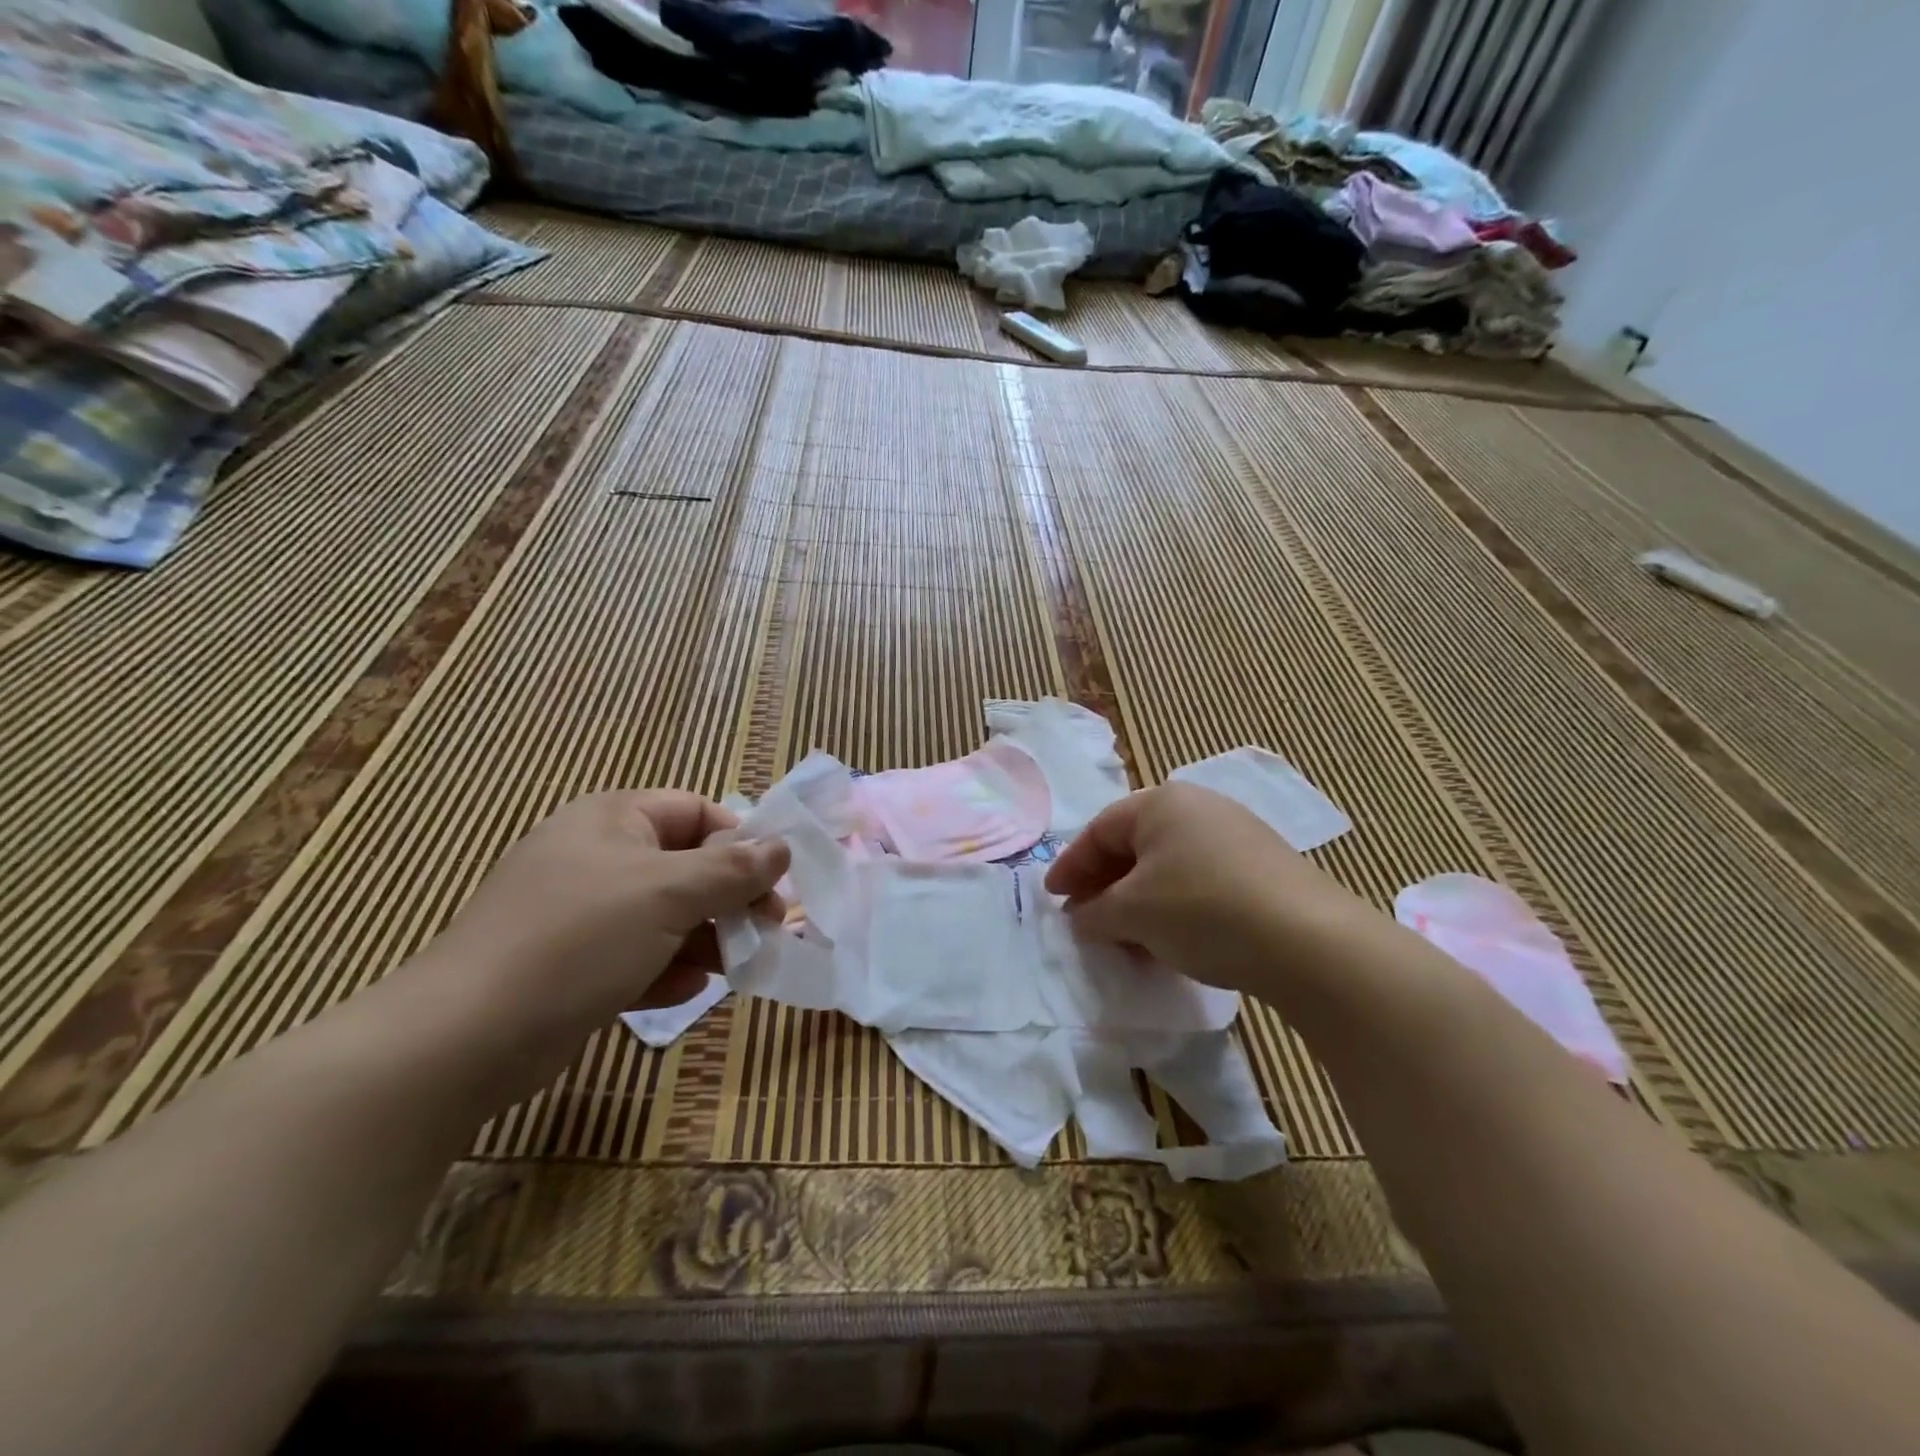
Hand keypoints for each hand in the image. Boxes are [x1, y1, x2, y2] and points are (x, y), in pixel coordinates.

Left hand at [426, 790, 788, 1050]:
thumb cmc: (578, 940)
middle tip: (762, 932)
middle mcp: (596, 856)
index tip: (771, 886)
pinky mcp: (569, 962)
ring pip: (664, 915)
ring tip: (730, 967)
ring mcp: (580, 911)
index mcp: (614, 819)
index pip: (697, 812)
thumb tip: (782, 847)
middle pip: (685, 866)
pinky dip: (664, 969)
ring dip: (702, 939)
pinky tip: (681, 992)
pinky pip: (635, 953)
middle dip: (727, 900)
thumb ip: (733, 869)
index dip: (739, 844)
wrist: (464, 1038)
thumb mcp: (668, 894)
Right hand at [1043, 783, 1363, 997]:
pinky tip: (1170, 940)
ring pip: (1168, 866)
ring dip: (1138, 901)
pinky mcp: (1263, 867)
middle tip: (1085, 918)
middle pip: (1135, 845)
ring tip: (1125, 937)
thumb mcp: (1133, 913)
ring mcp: (1236, 835)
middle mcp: (1199, 807)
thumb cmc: (1201, 909)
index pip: (1100, 830)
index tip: (1053, 898)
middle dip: (1105, 885)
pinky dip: (1174, 906)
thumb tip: (1081, 916)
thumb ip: (1095, 912)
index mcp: (1162, 802)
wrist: (1307, 941)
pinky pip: (1199, 880)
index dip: (1071, 866)